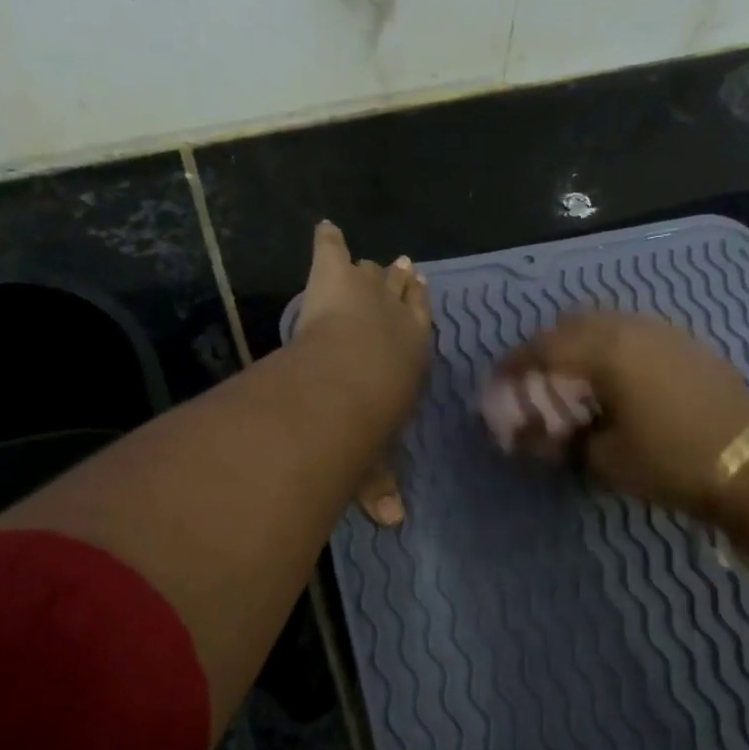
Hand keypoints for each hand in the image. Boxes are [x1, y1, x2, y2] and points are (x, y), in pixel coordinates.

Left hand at [293, 221, 431, 524]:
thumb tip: (392, 523)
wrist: (346, 384)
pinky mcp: (334, 278)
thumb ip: (378, 484)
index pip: (422, 325)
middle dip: (401, 282)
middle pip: (402, 292)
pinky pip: (332, 251)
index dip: (420, 310)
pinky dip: (328, 240)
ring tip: (369, 261)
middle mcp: (398, 318)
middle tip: (402, 268)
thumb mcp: (374, 459)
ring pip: (372, 273)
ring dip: (369, 270)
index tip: (421, 293)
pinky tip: (325, 226)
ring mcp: (368, 293)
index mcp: (413, 355)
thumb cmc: (367, 425)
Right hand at [491, 311, 748, 520]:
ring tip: (572, 376)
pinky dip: (612, 345)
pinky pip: (635, 330)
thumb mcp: (604, 459)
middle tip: (533, 379)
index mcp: (605, 350)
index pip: (543, 348)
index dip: (514, 365)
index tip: (497, 382)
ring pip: (606, 321)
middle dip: (545, 347)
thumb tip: (533, 436)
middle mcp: (632, 327)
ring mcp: (665, 331)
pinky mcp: (688, 342)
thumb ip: (561, 441)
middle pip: (571, 324)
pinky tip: (616, 376)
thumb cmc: (670, 462)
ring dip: (579, 342)